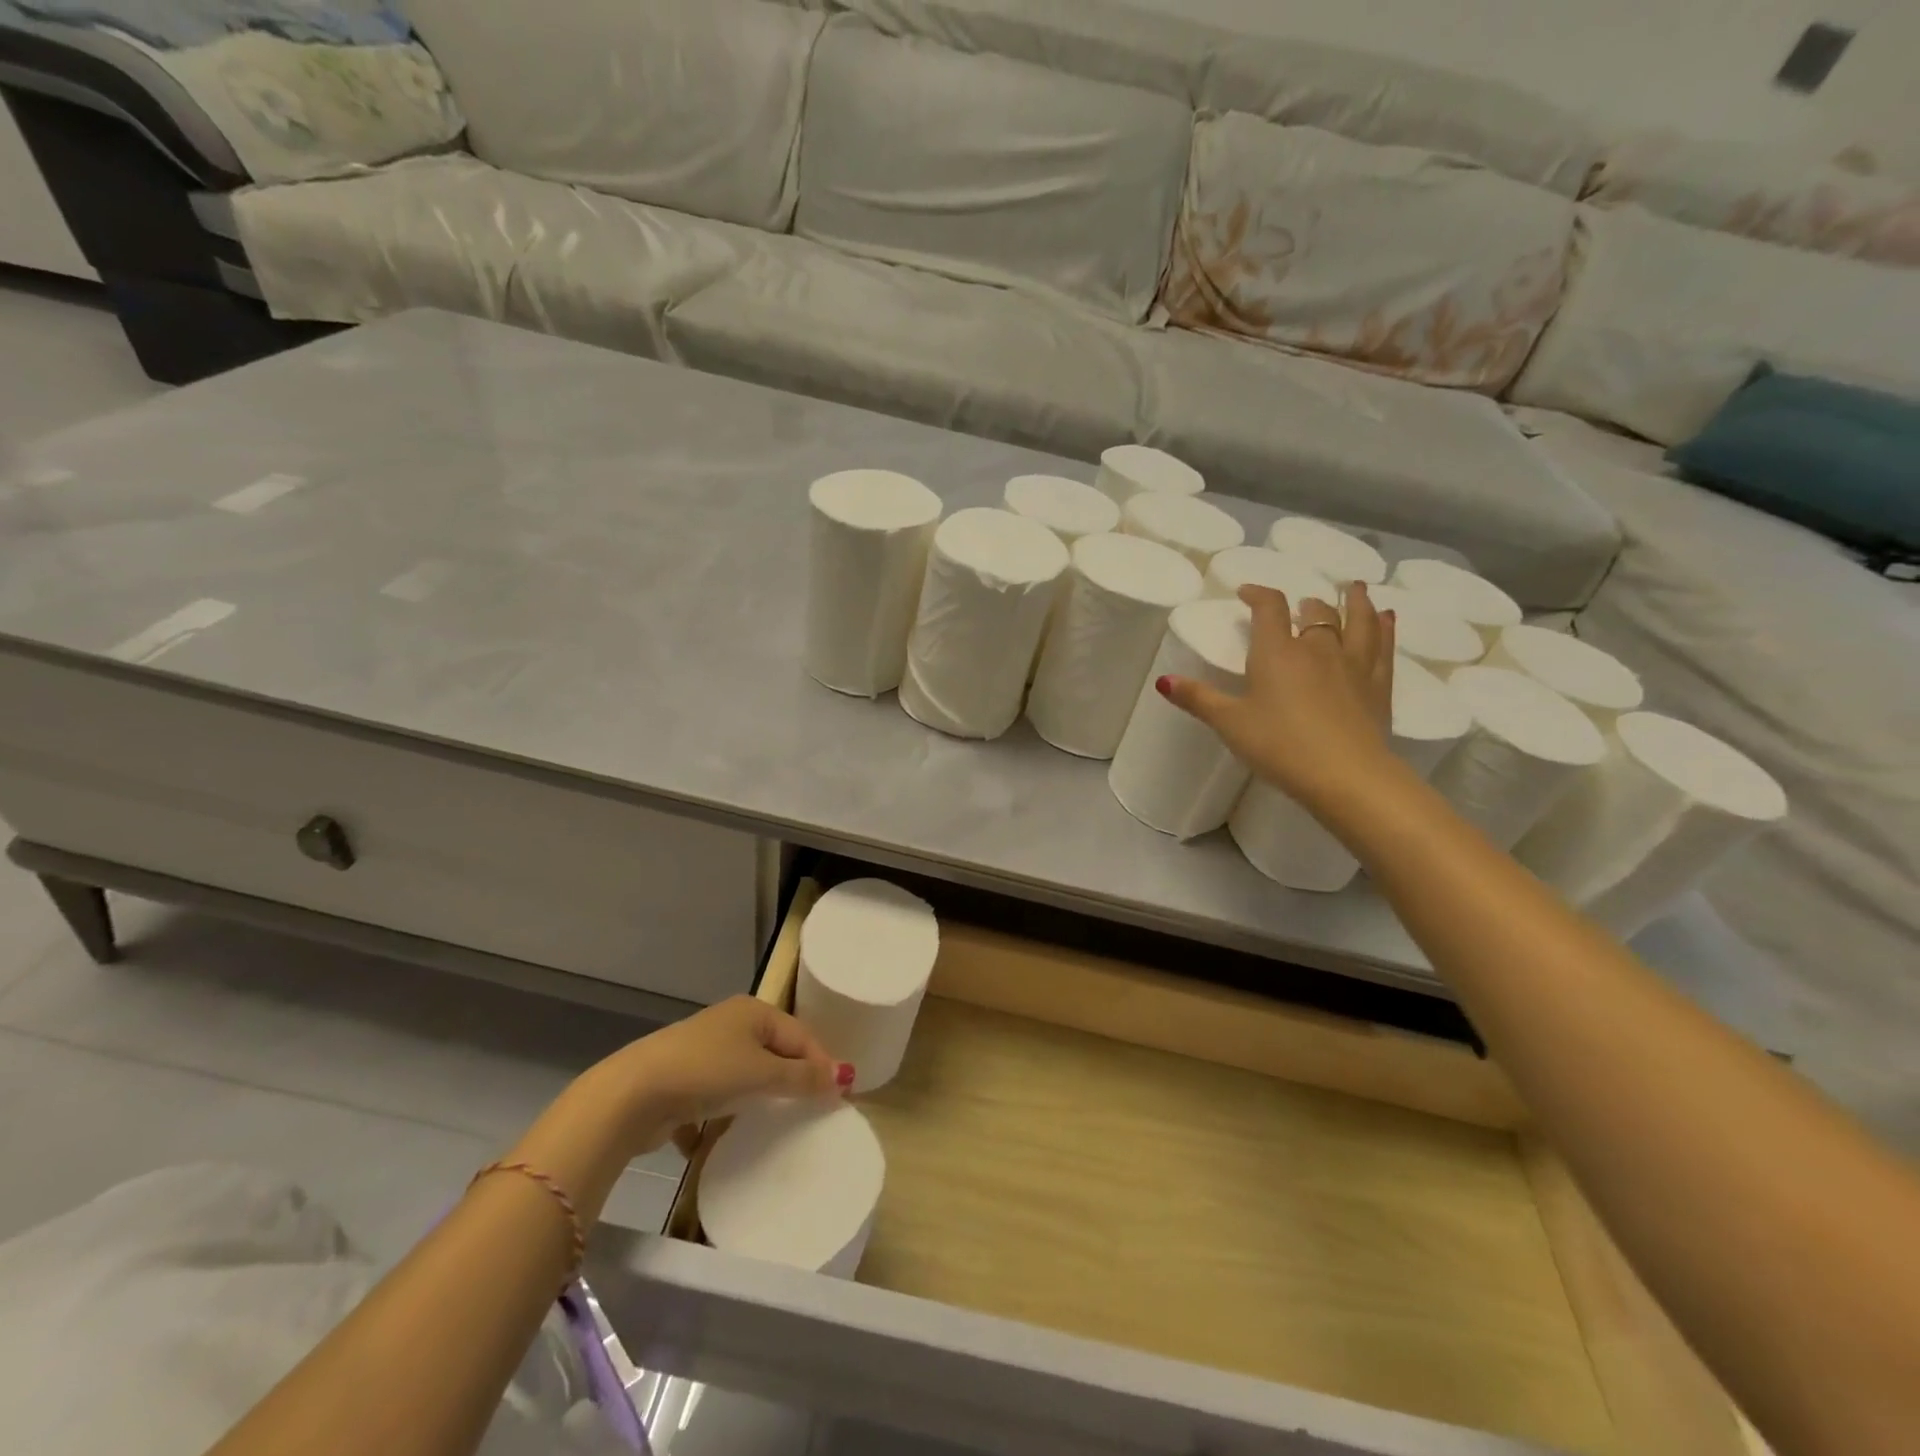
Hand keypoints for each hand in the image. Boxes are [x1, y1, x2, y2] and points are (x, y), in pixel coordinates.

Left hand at [620, 996, 849, 1134]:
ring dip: (754, 1101)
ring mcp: (702, 1053)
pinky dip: (717, 1120)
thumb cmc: (705, 1072)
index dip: (821, 1063)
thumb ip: (802, 1077)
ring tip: (771, 1127)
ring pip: (742, 1077)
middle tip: (810, 1111)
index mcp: (753, 1012)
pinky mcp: (679, 1082)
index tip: (838, 1096)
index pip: (800, 1035)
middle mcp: (729, 1025)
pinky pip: (711, 1101)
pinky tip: (717, 1141)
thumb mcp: (761, 1073)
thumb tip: (843, 1076)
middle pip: (772, 1053)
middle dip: (789, 1082)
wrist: (631, 1095)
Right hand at [1160, 581, 1396, 808]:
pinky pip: (1383, 647)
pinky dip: (1385, 628)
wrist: (1346, 775)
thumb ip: (1198, 699)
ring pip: (1358, 621)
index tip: (1247, 592)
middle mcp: (1317, 648)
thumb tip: (1163, 681)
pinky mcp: (1378, 685)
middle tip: (1300, 604)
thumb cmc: (1279, 746)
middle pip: (1315, 613)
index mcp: (1277, 653)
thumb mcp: (1230, 724)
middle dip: (1305, 604)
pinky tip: (1388, 618)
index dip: (1258, 594)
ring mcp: (1353, 665)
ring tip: (1355, 588)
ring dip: (1355, 602)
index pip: (1269, 608)